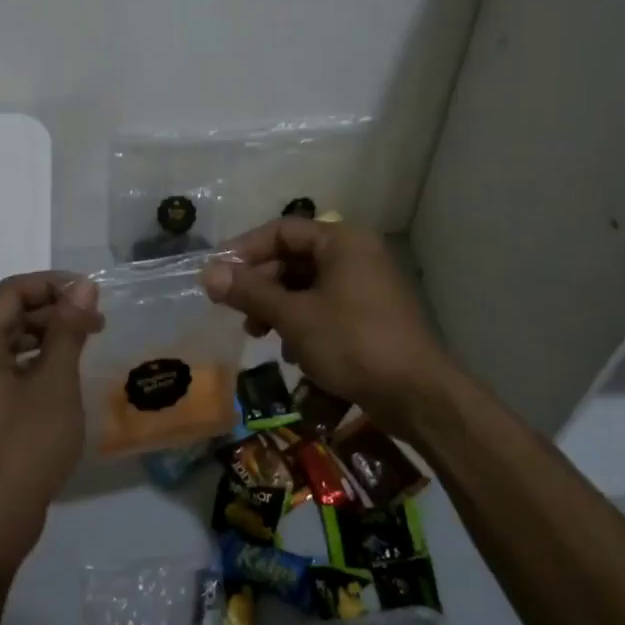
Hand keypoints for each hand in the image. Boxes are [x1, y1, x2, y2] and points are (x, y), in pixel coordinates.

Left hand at [0, 273, 103, 576]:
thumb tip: (83, 285)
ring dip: (47, 335)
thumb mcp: (55, 381)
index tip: (94, 294)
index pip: (12, 291)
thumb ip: (68, 328)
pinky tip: (65, 371)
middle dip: (54, 310)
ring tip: (87, 343)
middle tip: (98, 322)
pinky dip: (35, 360)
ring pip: (9, 339)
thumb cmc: (26, 445)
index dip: (54, 285)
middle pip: (9, 312)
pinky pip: (6, 365)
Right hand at [201, 219, 455, 441]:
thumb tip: (207, 273)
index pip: (282, 230)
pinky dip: (303, 322)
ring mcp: (367, 285)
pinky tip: (293, 352)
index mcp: (342, 241)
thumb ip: (250, 292)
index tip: (218, 275)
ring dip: (278, 307)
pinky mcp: (371, 315)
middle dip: (261, 284)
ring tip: (259, 335)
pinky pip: (326, 306)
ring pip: (308, 285)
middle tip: (236, 311)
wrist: (417, 394)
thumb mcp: (294, 316)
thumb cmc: (352, 343)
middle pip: (294, 258)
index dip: (245, 250)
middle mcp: (357, 254)